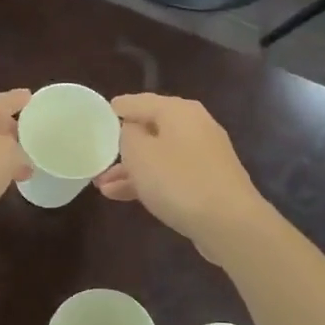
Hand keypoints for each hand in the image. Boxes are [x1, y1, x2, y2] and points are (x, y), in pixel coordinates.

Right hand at [95, 95, 270, 259]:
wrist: (229, 222)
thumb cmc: (178, 180)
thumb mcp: (139, 153)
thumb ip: (127, 135)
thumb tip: (131, 130)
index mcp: (178, 111)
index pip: (139, 101)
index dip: (116, 109)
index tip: (95, 118)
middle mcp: (194, 126)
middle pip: (150, 130)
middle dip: (122, 146)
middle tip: (97, 157)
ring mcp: (203, 155)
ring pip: (158, 156)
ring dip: (130, 169)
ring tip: (101, 185)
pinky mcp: (207, 181)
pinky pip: (170, 175)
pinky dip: (148, 182)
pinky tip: (122, 196)